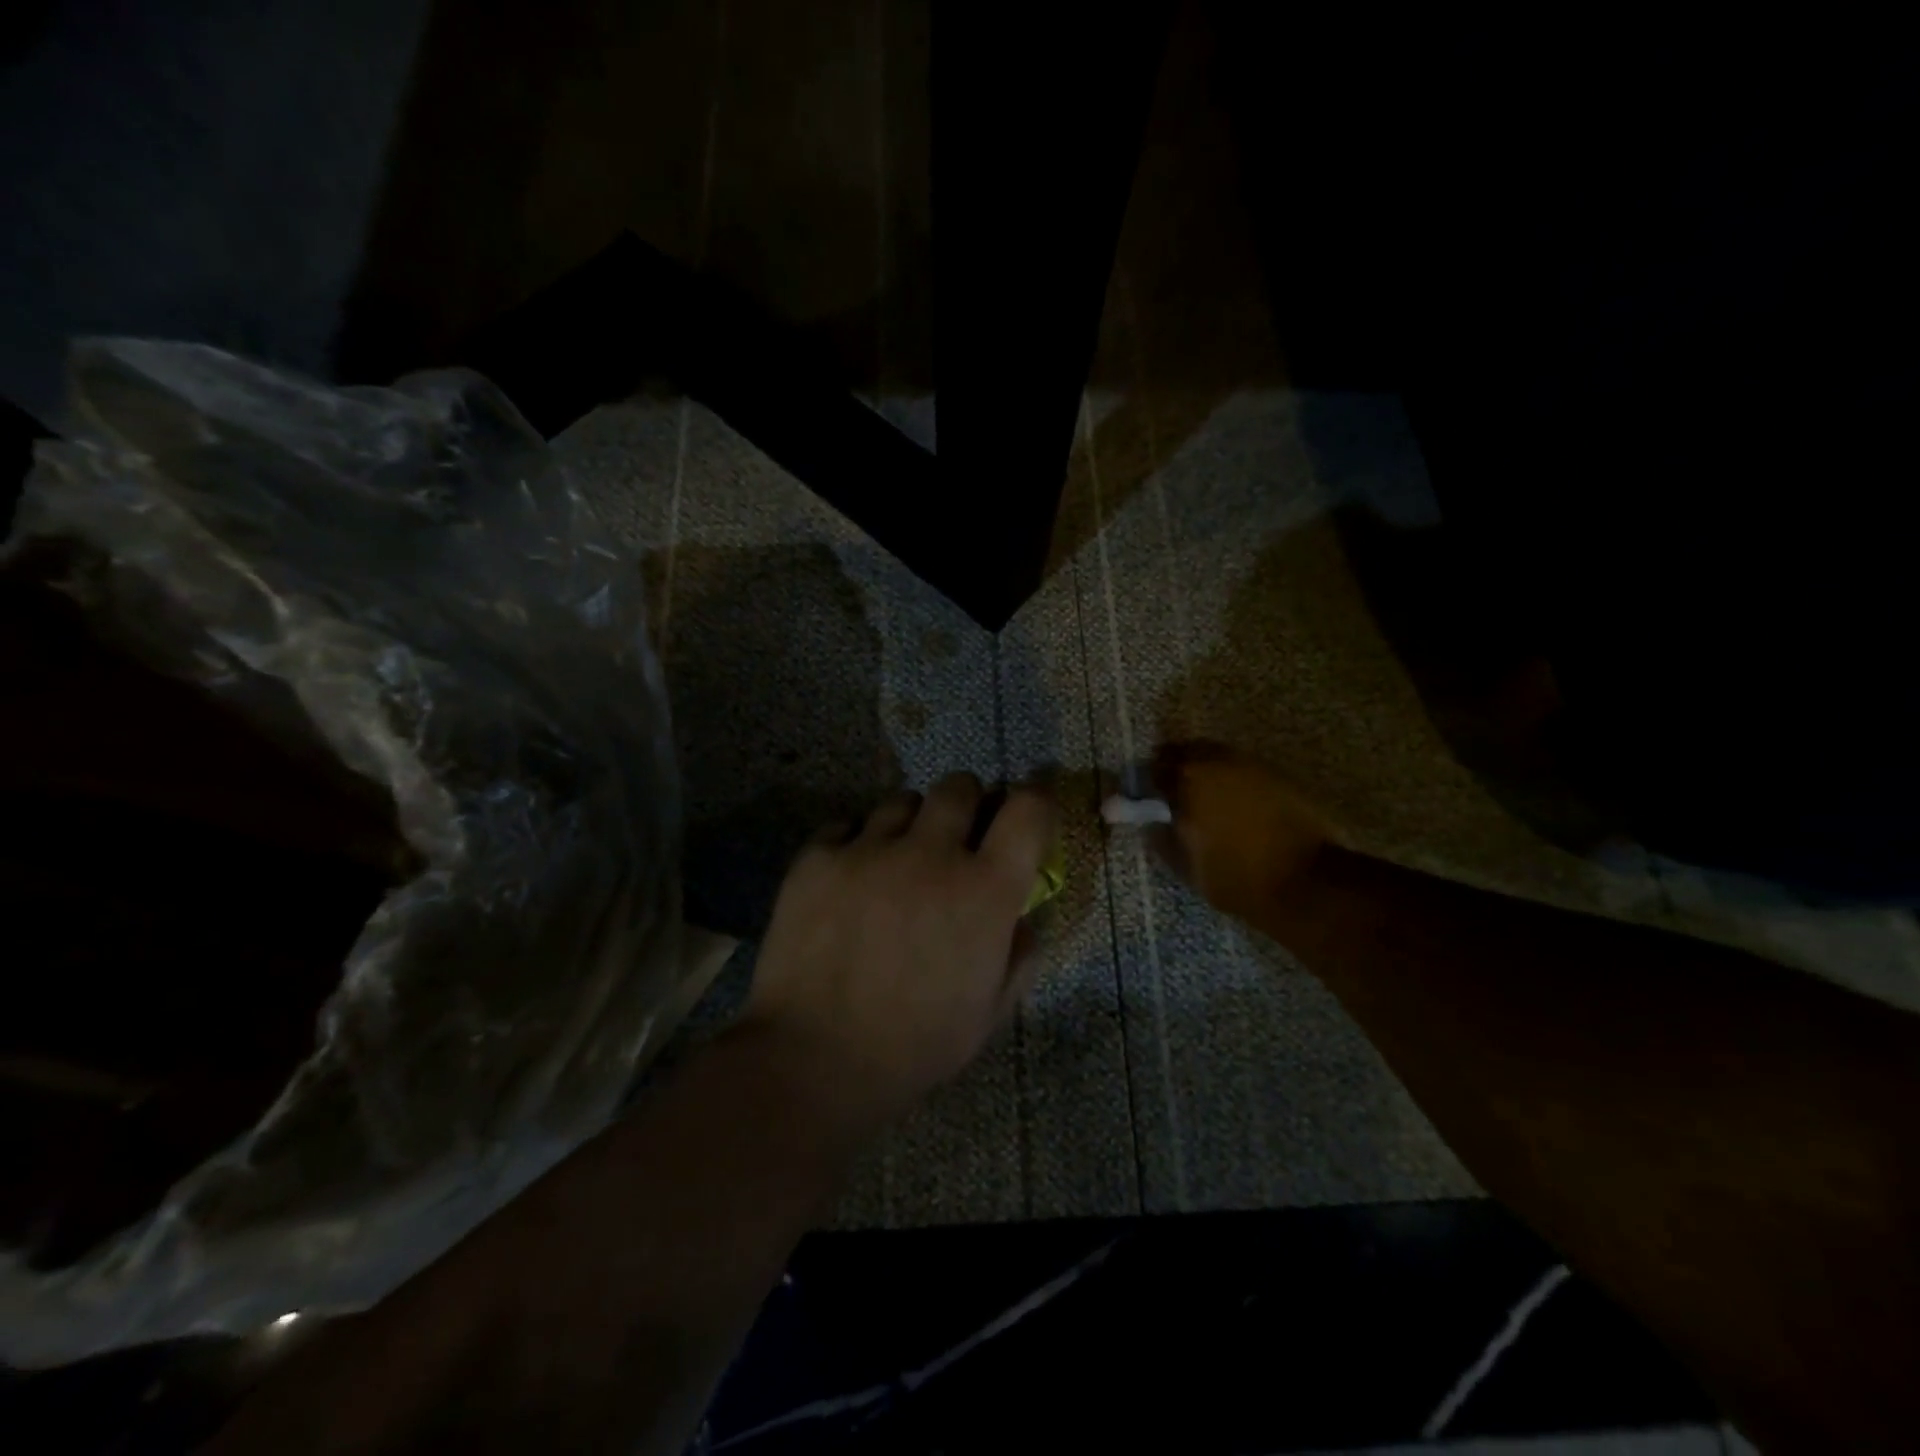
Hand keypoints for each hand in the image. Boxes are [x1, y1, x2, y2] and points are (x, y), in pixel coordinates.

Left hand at [742, 772, 1058, 1133]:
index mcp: (984, 890)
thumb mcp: (990, 1013)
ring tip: (896, 862)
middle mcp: (931, 854)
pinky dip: (855, 843)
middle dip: (966, 803)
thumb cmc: (915, 1044)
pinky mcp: (818, 857)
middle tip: (955, 838)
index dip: (1035, 799)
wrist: (814, 1059)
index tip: (1028, 808)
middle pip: (959, 786)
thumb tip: (1022, 915)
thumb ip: (1019, 954)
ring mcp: (869, 850)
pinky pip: (846, 825)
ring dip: (910, 824)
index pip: (1027, 809)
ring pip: (901, 801)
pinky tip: (849, 878)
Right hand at [1149, 742, 1333, 922]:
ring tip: (1202, 796)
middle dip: (1173, 767)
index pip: (1154, 770)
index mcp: (1189, 782)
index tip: (1143, 798)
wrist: (1308, 882)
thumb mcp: (1188, 868)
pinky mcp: (1278, 775)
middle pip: (1185, 751)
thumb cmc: (1238, 878)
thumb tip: (1152, 823)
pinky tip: (1232, 802)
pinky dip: (1229, 778)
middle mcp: (1218, 763)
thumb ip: (1163, 840)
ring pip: (1216, 756)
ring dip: (1203, 769)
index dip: (1145, 783)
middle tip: (1169, 791)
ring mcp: (1251, 765)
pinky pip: (1241, 767)